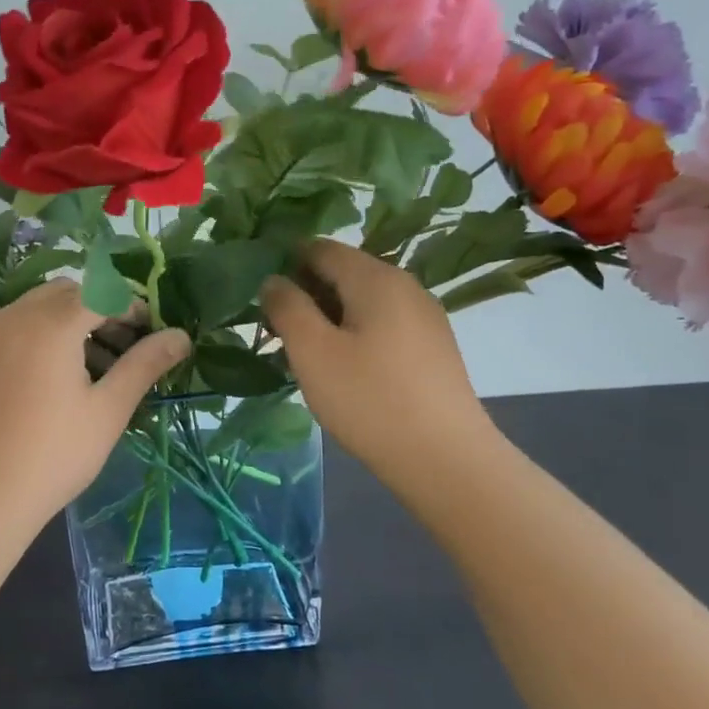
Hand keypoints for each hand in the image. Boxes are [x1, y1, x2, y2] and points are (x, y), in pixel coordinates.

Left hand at [0, 280, 190, 522]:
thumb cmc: (53, 455)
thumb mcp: (108, 410)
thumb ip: (145, 364)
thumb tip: (181, 335)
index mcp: (51, 323)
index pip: (104, 292)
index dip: (134, 308)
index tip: (153, 337)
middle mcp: (16, 315)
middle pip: (70, 292)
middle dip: (102, 309)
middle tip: (126, 349)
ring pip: (42, 306)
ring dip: (74, 320)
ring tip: (97, 368)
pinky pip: (19, 325)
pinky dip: (46, 333)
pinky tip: (59, 378)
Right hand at [260, 239, 497, 478]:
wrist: (445, 459)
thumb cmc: (369, 399)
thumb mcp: (312, 351)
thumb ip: (286, 307)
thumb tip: (273, 280)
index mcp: (376, 277)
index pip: (320, 248)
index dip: (285, 264)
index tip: (262, 299)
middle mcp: (405, 285)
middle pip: (343, 273)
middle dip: (306, 295)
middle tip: (277, 334)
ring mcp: (425, 317)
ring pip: (362, 302)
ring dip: (328, 318)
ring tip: (305, 356)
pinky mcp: (433, 347)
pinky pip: (383, 325)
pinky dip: (355, 335)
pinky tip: (344, 370)